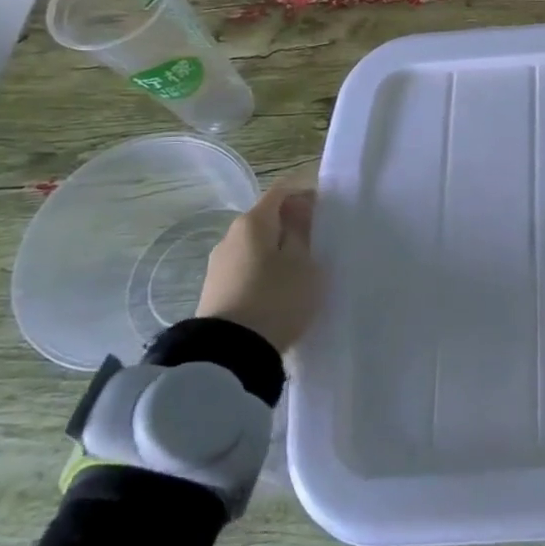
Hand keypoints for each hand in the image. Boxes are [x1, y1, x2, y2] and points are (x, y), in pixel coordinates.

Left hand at [197, 177, 320, 353]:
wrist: (229, 354)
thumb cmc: (276, 298)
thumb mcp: (304, 263)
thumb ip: (303, 232)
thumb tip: (299, 211)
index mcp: (252, 222)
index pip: (282, 191)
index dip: (306, 192)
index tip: (328, 209)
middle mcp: (230, 236)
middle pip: (268, 217)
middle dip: (294, 223)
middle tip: (321, 241)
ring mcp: (219, 264)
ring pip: (258, 244)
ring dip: (281, 248)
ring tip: (305, 268)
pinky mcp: (217, 289)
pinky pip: (249, 267)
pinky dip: (268, 268)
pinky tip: (282, 288)